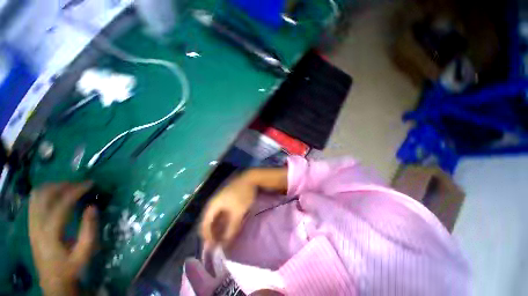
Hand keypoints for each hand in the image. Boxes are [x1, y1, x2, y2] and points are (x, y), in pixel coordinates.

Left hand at [29, 182, 97, 295]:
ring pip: (36, 196)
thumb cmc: (71, 266)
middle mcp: (37, 225)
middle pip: (44, 196)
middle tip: (81, 184)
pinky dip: (45, 193)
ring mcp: (31, 224)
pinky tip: (56, 194)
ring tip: (70, 187)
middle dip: (63, 186)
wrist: (53, 280)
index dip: (75, 191)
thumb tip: (92, 206)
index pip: (61, 205)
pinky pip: (34, 201)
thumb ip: (89, 229)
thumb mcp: (85, 252)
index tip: (90, 183)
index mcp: (50, 233)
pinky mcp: (31, 224)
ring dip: (53, 187)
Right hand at [200, 175, 256, 247]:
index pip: (204, 225)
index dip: (207, 238)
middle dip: (213, 234)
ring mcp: (220, 201)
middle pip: (209, 222)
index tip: (213, 248)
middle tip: (219, 245)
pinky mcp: (226, 199)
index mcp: (213, 206)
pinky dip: (223, 222)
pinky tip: (229, 227)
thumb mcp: (238, 212)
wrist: (249, 179)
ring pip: (216, 218)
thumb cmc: (242, 195)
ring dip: (218, 228)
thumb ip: (231, 228)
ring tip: (223, 238)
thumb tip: (226, 243)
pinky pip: (221, 213)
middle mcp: (213, 203)